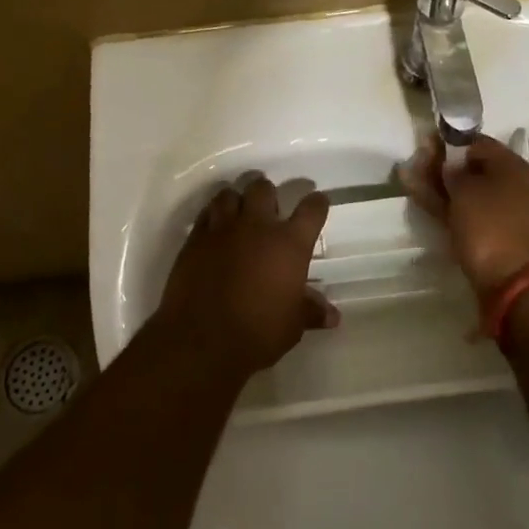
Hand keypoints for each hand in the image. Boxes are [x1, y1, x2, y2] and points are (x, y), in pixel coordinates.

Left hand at [156, 177, 337, 376]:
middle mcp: (257, 226)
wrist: (202, 340)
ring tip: (238, 213)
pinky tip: (214, 228)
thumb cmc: (258, 332)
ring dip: (236, 200)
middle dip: (267, 194)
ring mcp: (223, 228)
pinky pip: (205, 214)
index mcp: (289, 244)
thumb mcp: (292, 325)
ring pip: (229, 194)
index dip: (316, 203)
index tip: (317, 202)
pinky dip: (212, 216)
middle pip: (263, 189)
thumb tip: (332, 316)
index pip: (311, 210)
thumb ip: (310, 311)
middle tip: (268, 209)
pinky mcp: (195, 238)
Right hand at [400, 133, 528, 294]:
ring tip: (407, 178)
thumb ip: (452, 171)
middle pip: (471, 168)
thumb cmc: (493, 228)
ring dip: (438, 186)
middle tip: (412, 163)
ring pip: (466, 193)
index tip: (424, 143)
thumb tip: (449, 164)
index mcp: (512, 166)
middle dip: (440, 164)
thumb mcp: (466, 191)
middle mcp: (511, 186)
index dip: (448, 140)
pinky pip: (466, 214)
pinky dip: (445, 207)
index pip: (476, 142)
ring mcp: (502, 215)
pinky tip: (421, 199)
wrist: (520, 289)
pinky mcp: (493, 239)